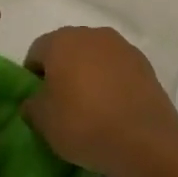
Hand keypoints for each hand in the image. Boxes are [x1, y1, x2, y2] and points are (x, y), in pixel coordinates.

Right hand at [22, 27, 177, 176]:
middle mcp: (92, 35)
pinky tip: (114, 109)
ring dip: (89, 74)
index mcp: (61, 41)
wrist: (145, 141)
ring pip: (95, 58)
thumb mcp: (42, 120)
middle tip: (63, 102)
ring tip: (92, 106)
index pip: (37, 52)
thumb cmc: (83, 124)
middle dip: (63, 71)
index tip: (39, 100)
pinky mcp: (146, 65)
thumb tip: (36, 100)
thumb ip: (31, 104)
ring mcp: (122, 48)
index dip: (33, 76)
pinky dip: (112, 83)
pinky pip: (118, 70)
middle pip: (68, 50)